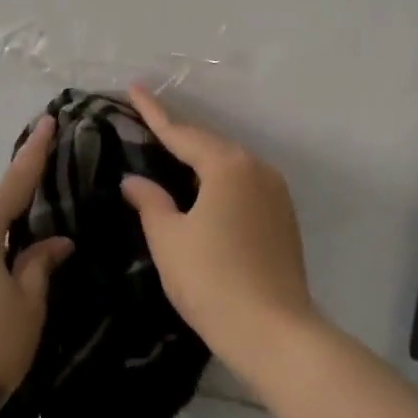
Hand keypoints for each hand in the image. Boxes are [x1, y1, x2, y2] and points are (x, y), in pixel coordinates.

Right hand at [119, 87, 316, 374]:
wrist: (273, 331)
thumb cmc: (211, 279)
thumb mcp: (169, 238)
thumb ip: (150, 202)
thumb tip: (135, 180)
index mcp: (228, 166)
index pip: (182, 132)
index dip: (153, 112)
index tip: (133, 87)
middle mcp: (258, 170)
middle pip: (210, 145)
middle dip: (178, 134)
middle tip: (147, 122)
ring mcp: (276, 194)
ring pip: (230, 166)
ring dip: (199, 159)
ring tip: (170, 154)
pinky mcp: (283, 219)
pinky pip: (243, 186)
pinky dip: (218, 181)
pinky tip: (201, 192)